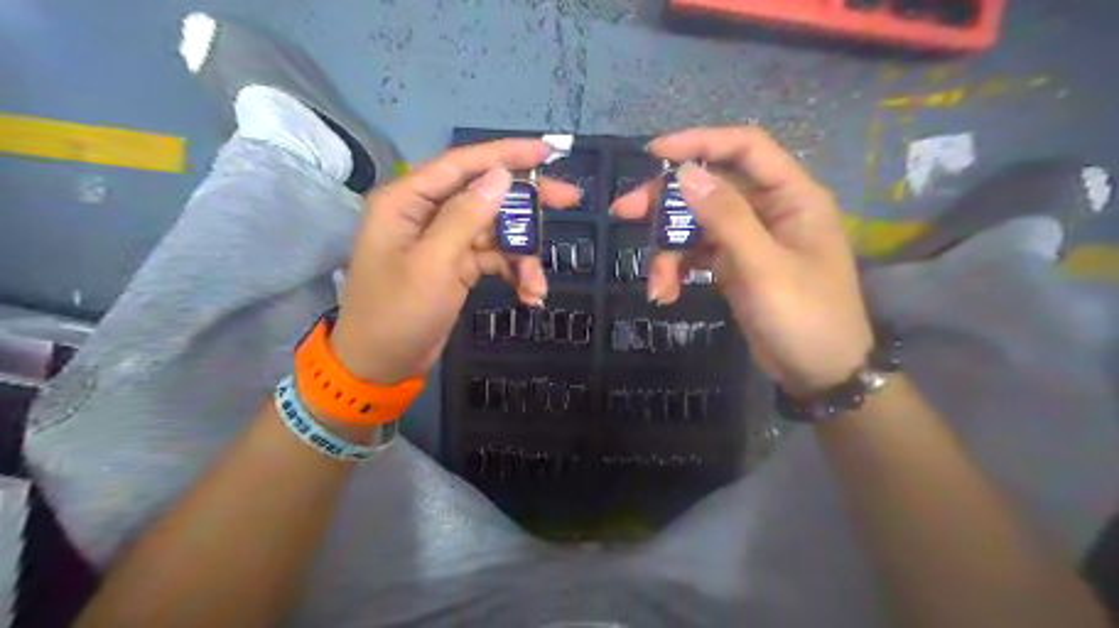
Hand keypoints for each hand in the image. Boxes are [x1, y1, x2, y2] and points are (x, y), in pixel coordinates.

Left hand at [328, 137, 580, 380]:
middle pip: (485, 194)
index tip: (548, 152)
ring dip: (522, 256)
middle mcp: (426, 213)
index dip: (507, 155)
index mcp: (407, 201)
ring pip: (496, 230)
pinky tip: (529, 295)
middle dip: (526, 204)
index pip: (462, 164)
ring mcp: (443, 240)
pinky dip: (513, 273)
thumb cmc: (397, 314)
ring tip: (537, 285)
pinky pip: (493, 257)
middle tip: (569, 199)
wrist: (381, 366)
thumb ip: (465, 217)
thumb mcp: (433, 264)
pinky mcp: (456, 265)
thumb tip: (500, 175)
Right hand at [612, 124, 872, 393]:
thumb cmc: (805, 316)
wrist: (820, 374)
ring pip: (698, 224)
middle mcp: (770, 210)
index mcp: (792, 196)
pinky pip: (698, 254)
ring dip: (669, 250)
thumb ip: (726, 217)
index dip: (700, 142)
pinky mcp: (735, 265)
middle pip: (711, 187)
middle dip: (668, 203)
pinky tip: (666, 293)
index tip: (653, 154)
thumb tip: (686, 173)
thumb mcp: (763, 267)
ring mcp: (750, 239)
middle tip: (625, 213)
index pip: (745, 148)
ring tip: (655, 284)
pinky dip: (679, 270)